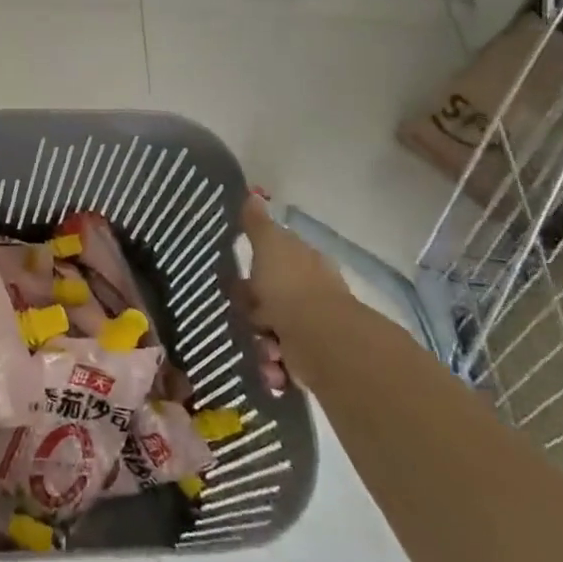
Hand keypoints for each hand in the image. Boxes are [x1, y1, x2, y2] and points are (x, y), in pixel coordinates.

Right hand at [241, 194, 351, 394]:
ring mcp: (314, 328)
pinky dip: (274, 368)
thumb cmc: (291, 287)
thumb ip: (257, 224)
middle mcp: (312, 294)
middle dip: (253, 314)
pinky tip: (273, 368)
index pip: (275, 261)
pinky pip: (282, 364)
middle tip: (247, 317)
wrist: (324, 342)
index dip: (254, 273)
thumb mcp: (269, 246)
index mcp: (304, 263)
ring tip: (264, 351)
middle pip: (268, 301)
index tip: (238, 283)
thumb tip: (253, 193)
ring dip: (261, 345)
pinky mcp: (313, 361)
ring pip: (271, 334)